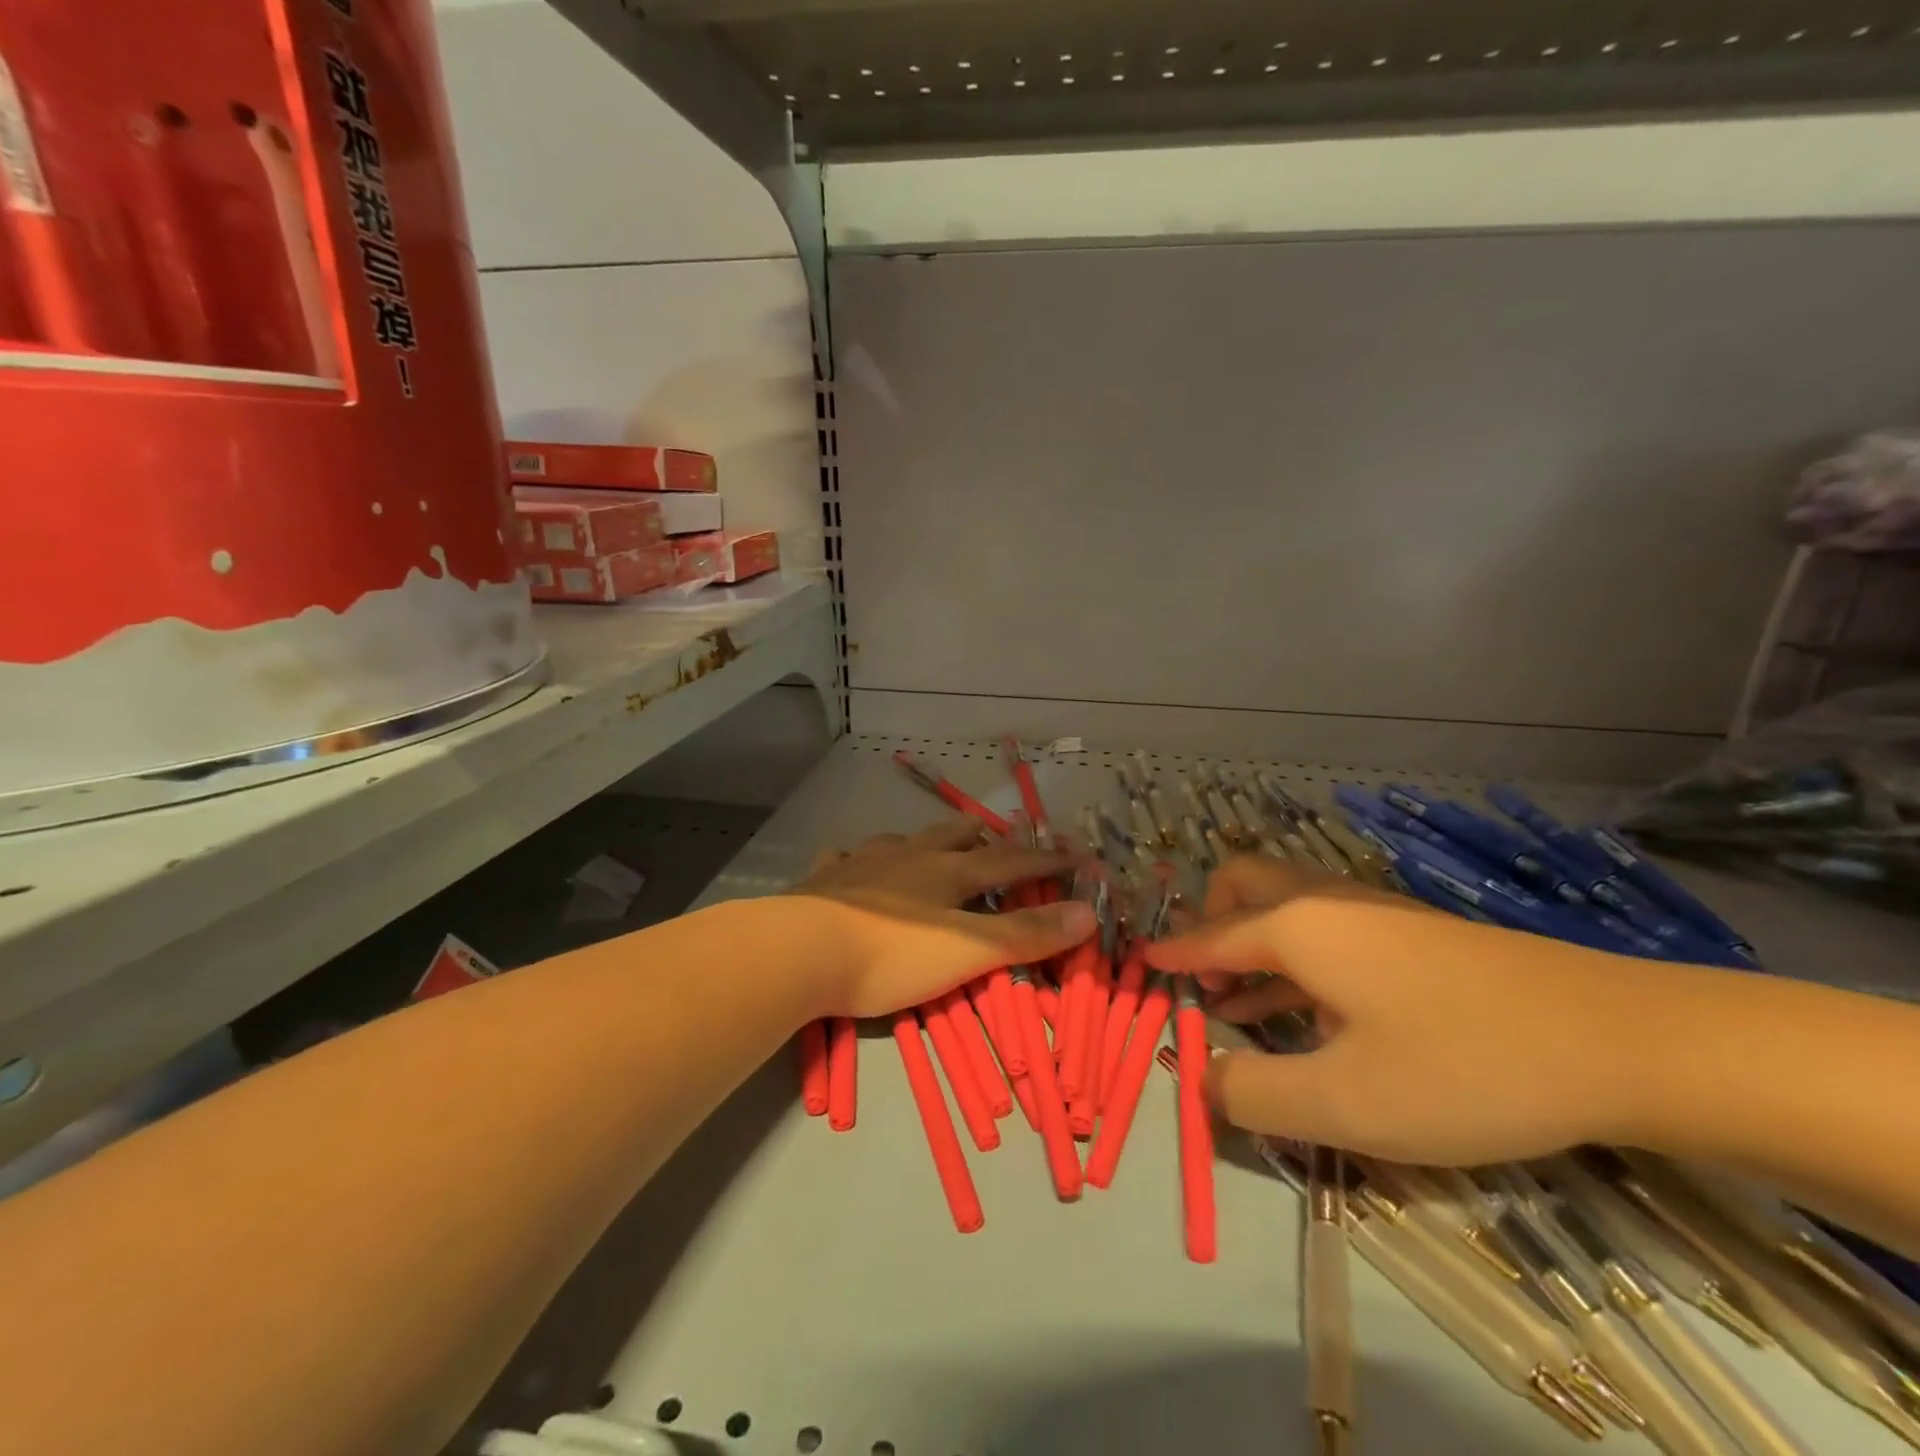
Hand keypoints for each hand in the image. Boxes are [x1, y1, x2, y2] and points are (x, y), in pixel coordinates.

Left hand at [791, 818, 1094, 1017]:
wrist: (802, 950)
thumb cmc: (892, 954)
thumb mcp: (967, 951)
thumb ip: (1025, 934)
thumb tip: (1088, 912)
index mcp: (947, 872)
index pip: (1009, 861)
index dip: (1044, 859)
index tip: (1075, 855)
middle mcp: (908, 856)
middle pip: (953, 836)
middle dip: (980, 838)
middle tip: (994, 840)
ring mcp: (863, 862)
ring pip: (902, 839)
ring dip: (923, 841)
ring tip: (930, 847)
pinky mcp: (825, 878)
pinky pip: (845, 856)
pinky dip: (859, 857)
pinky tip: (852, 860)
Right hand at [1148, 854, 1652, 1166]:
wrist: (1623, 1040)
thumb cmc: (1465, 1065)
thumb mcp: (1346, 1102)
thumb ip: (1253, 1094)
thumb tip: (1199, 1083)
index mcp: (1297, 928)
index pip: (1210, 936)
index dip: (1171, 955)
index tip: (1138, 965)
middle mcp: (1326, 903)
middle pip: (1243, 884)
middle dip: (1208, 921)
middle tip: (1200, 978)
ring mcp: (1376, 912)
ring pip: (1286, 906)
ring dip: (1250, 943)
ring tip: (1237, 1004)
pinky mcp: (1415, 933)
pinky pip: (1326, 929)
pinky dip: (1294, 956)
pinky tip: (1310, 1009)